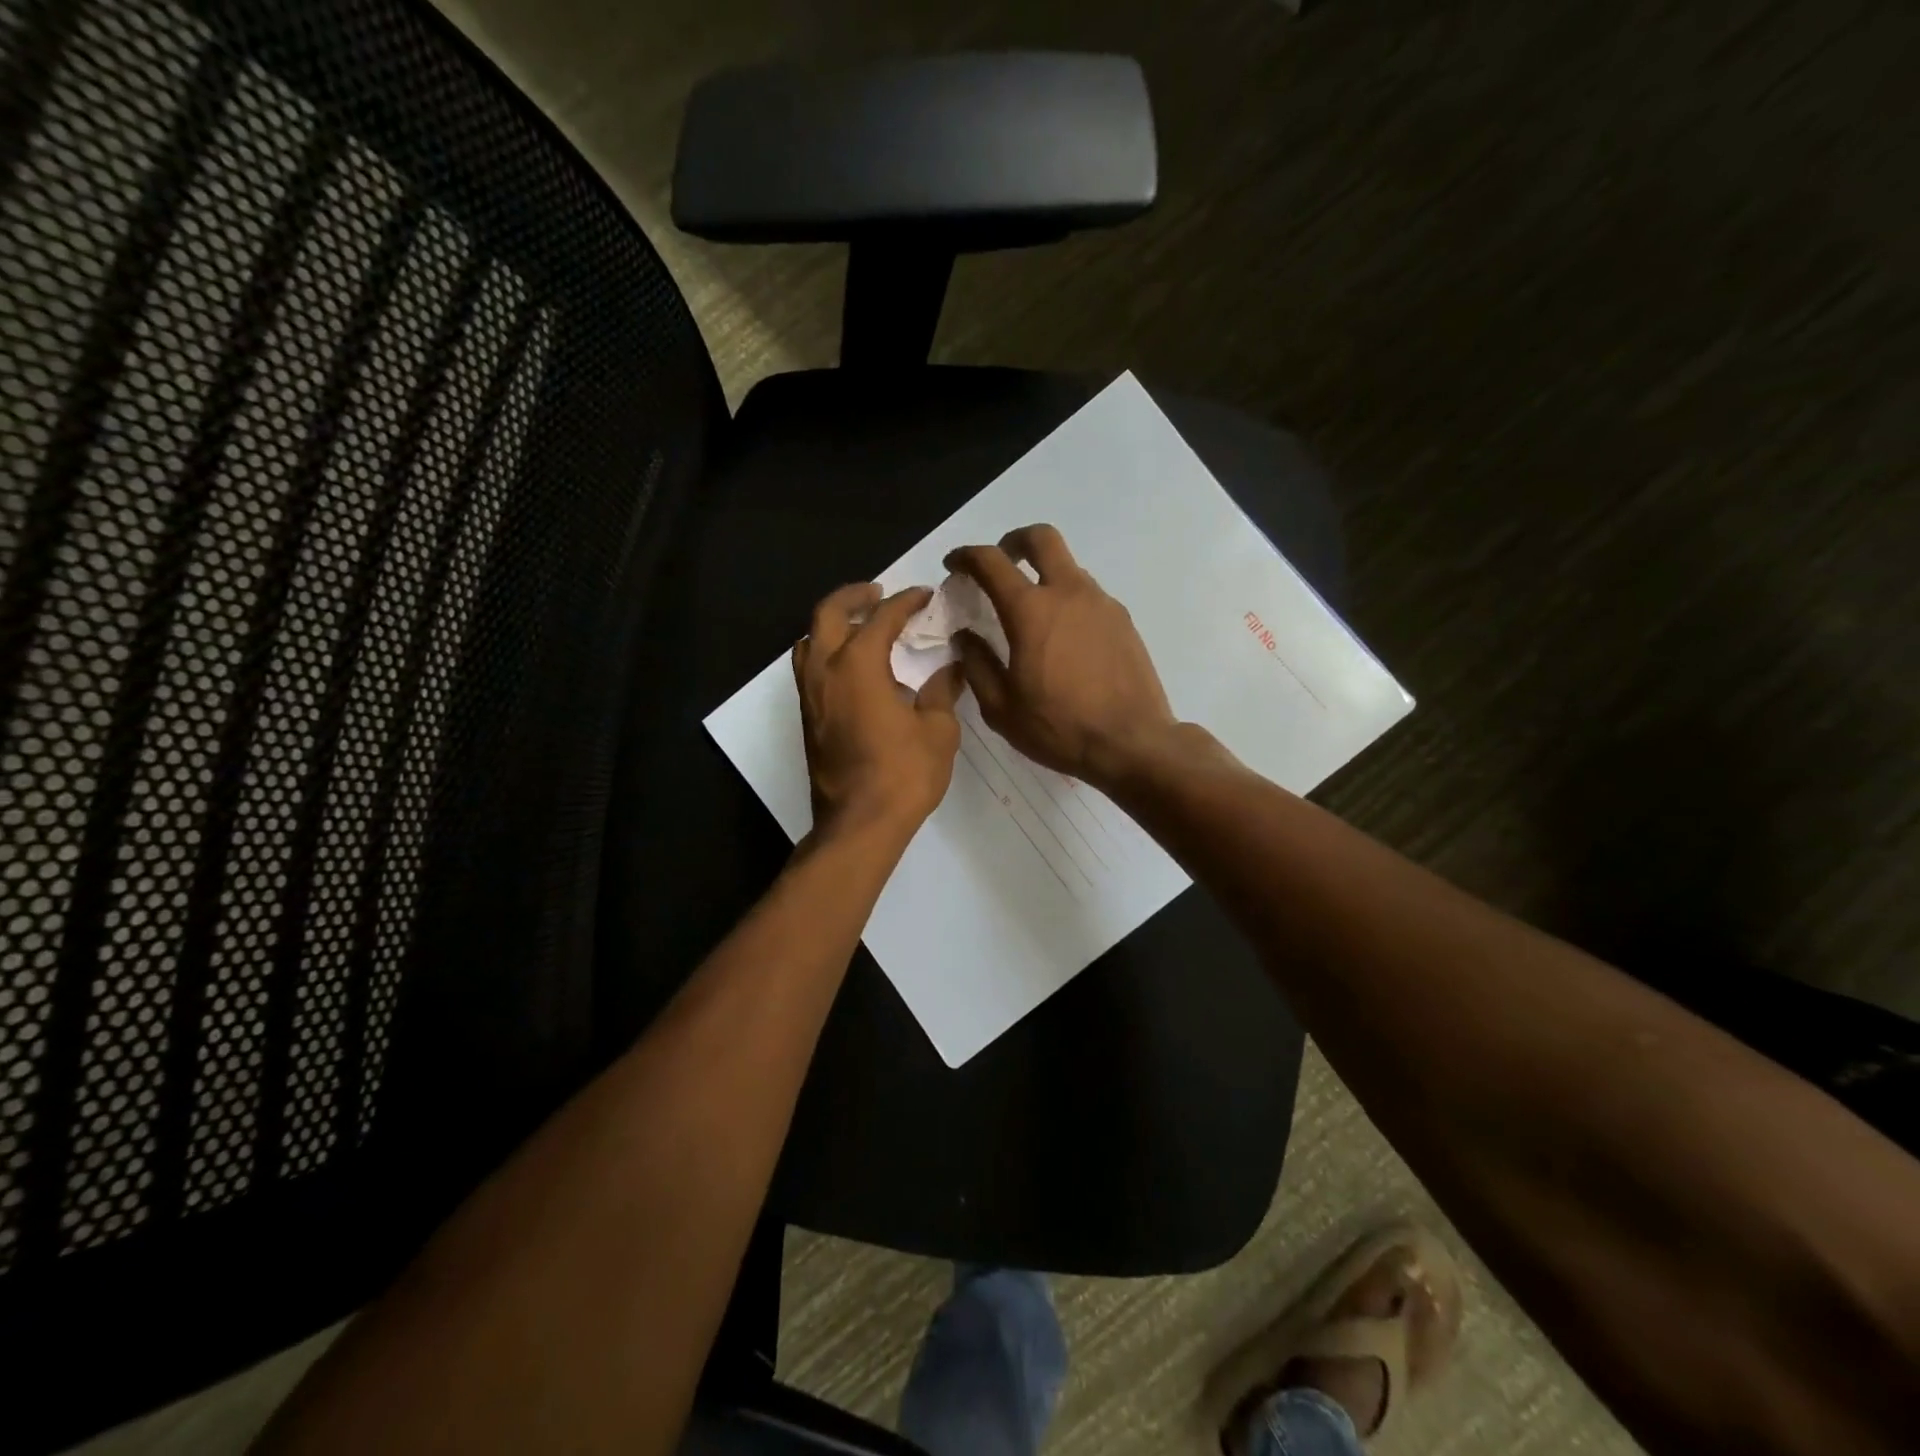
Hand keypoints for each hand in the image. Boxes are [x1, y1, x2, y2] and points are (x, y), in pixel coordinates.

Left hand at [794, 582, 965, 840]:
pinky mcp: (808, 718)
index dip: (905, 602)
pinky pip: (809, 668)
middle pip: (827, 614)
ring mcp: (810, 695)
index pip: (881, 618)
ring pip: (808, 641)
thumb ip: (942, 692)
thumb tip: (951, 669)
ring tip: (859, 625)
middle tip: (878, 593)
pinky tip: (852, 666)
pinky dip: (826, 652)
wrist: (860, 824)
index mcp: (858, 665)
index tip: (924, 595)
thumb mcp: (937, 731)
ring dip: (832, 624)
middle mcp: (825, 671)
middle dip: (853, 596)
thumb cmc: (904, 775)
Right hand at [945, 525, 1178, 788]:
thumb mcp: (1001, 708)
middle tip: (1000, 563)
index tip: (954, 566)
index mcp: (1031, 611)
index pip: (991, 562)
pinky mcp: (1123, 621)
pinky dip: (1068, 601)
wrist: (1132, 743)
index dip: (966, 556)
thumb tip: (966, 637)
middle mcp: (1069, 593)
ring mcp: (1101, 604)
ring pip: (1068, 567)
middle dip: (1014, 541)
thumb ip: (977, 665)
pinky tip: (1063, 640)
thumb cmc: (1059, 728)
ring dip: (1044, 576)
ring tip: (1032, 614)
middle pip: (1041, 538)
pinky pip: (1088, 595)